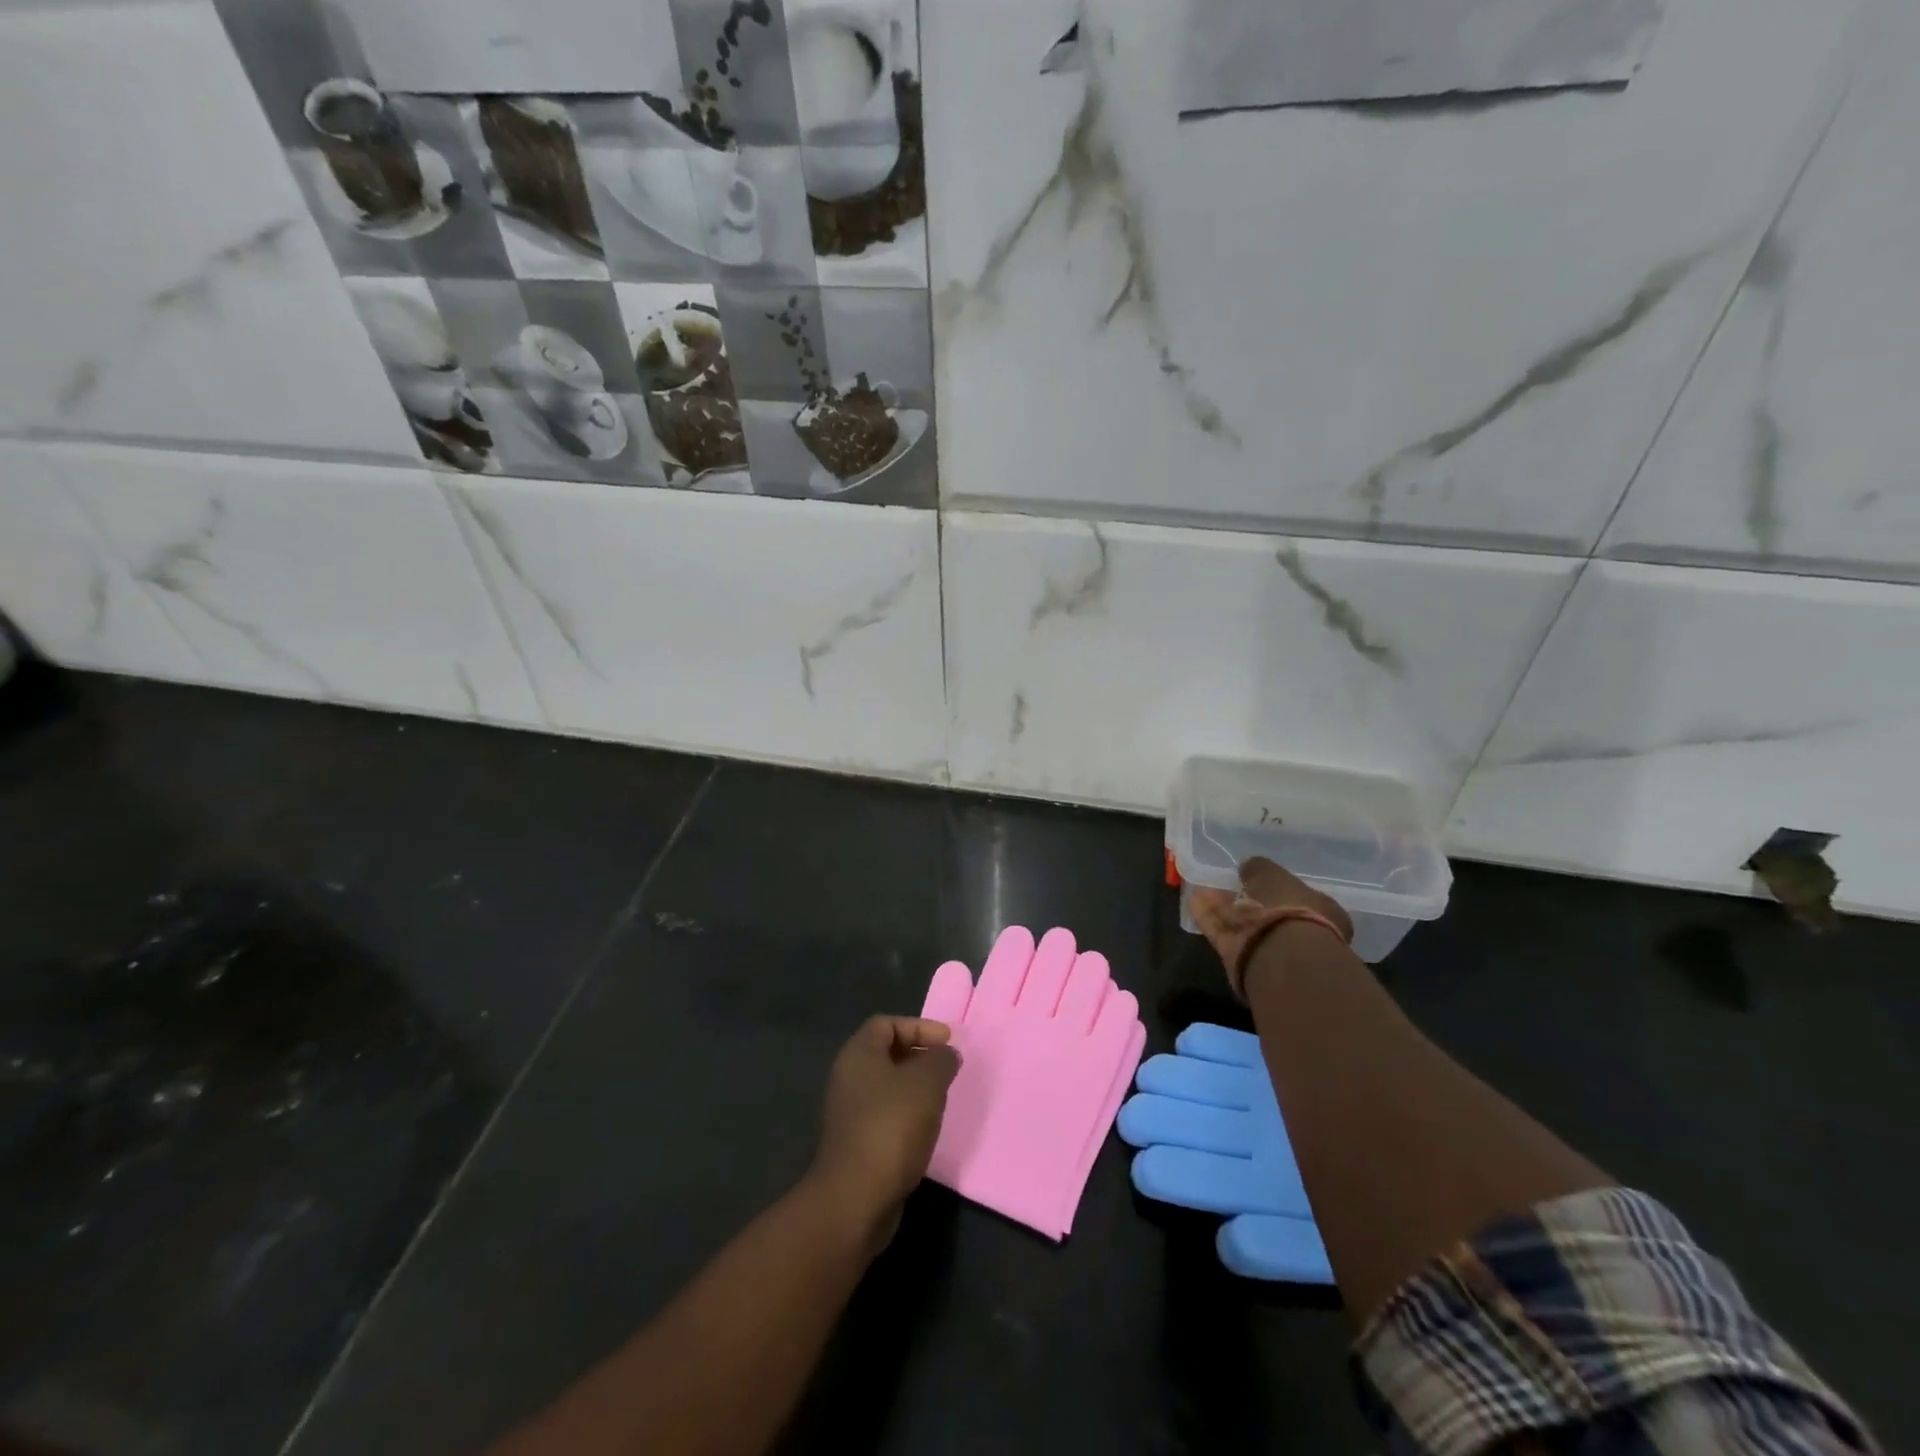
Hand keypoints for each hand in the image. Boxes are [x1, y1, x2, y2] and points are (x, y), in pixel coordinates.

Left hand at [809, 1016, 959, 1239]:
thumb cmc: (891, 1127)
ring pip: (886, 1086)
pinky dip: (906, 1113)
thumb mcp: (927, 1083)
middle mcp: (848, 1077)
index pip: (887, 1023)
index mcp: (858, 1054)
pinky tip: (925, 1127)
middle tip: (947, 1068)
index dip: (919, 1027)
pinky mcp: (855, 1142)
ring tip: (941, 1097)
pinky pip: (884, 1114)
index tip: (947, 1042)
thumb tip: (946, 1054)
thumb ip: (941, 1060)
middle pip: (886, 1053)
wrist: (855, 1198)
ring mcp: (848, 1112)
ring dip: (914, 1087)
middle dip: (919, 1055)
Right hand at [1188, 857, 1353, 995]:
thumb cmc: (1290, 908)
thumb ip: (1259, 868)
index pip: (1296, 895)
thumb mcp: (1273, 875)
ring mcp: (1270, 948)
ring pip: (1243, 922)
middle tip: (1225, 883)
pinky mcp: (1243, 959)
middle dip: (1244, 897)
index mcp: (1320, 911)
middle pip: (1266, 911)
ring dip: (1222, 906)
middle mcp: (1298, 932)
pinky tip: (1193, 902)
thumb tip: (1248, 866)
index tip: (1253, 876)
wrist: (1283, 956)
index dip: (1273, 885)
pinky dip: (1209, 918)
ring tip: (1201, 890)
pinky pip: (1224, 933)